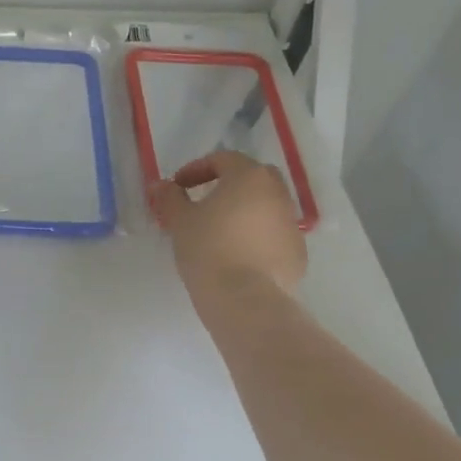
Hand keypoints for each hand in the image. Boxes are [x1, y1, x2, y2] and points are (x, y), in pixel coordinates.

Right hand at [149, 150, 305, 294]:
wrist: (245, 300)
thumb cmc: (209, 250)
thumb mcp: (180, 221)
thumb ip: (170, 197)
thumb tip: (161, 185)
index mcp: (249, 177)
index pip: (223, 159)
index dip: (197, 169)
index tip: (178, 187)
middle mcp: (277, 193)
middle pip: (253, 177)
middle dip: (229, 184)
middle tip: (206, 201)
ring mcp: (292, 224)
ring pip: (267, 206)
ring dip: (246, 211)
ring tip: (222, 231)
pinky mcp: (298, 253)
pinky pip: (275, 234)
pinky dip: (258, 236)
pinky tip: (239, 255)